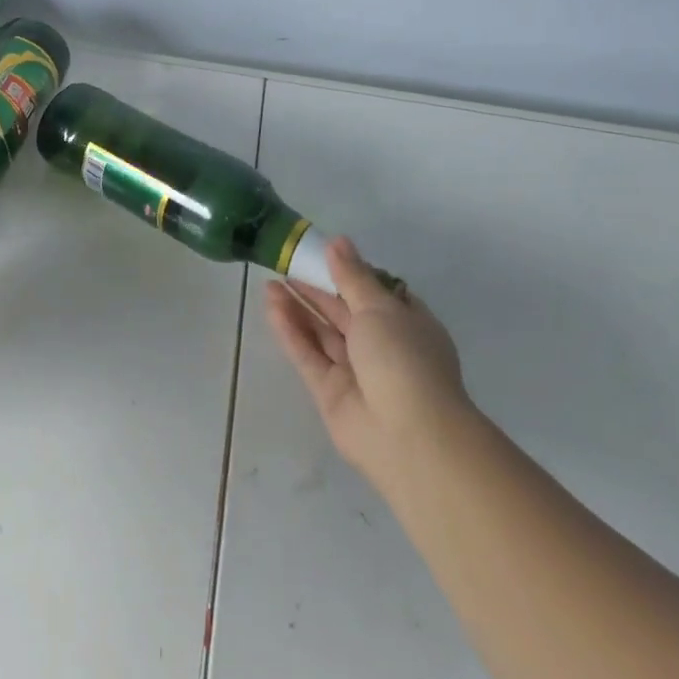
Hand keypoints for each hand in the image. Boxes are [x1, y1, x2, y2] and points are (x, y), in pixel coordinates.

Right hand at [265, 237, 472, 494]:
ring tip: (269, 283)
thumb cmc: (404, 358)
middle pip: (343, 312)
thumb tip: (338, 242)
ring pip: (322, 333)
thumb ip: (352, 276)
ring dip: (298, 308)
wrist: (409, 436)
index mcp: (407, 324)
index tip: (321, 255)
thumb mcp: (380, 307)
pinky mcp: (330, 392)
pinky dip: (292, 332)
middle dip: (315, 290)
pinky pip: (308, 355)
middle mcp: (383, 346)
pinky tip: (272, 308)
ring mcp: (356, 371)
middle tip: (284, 265)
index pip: (376, 293)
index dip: (349, 274)